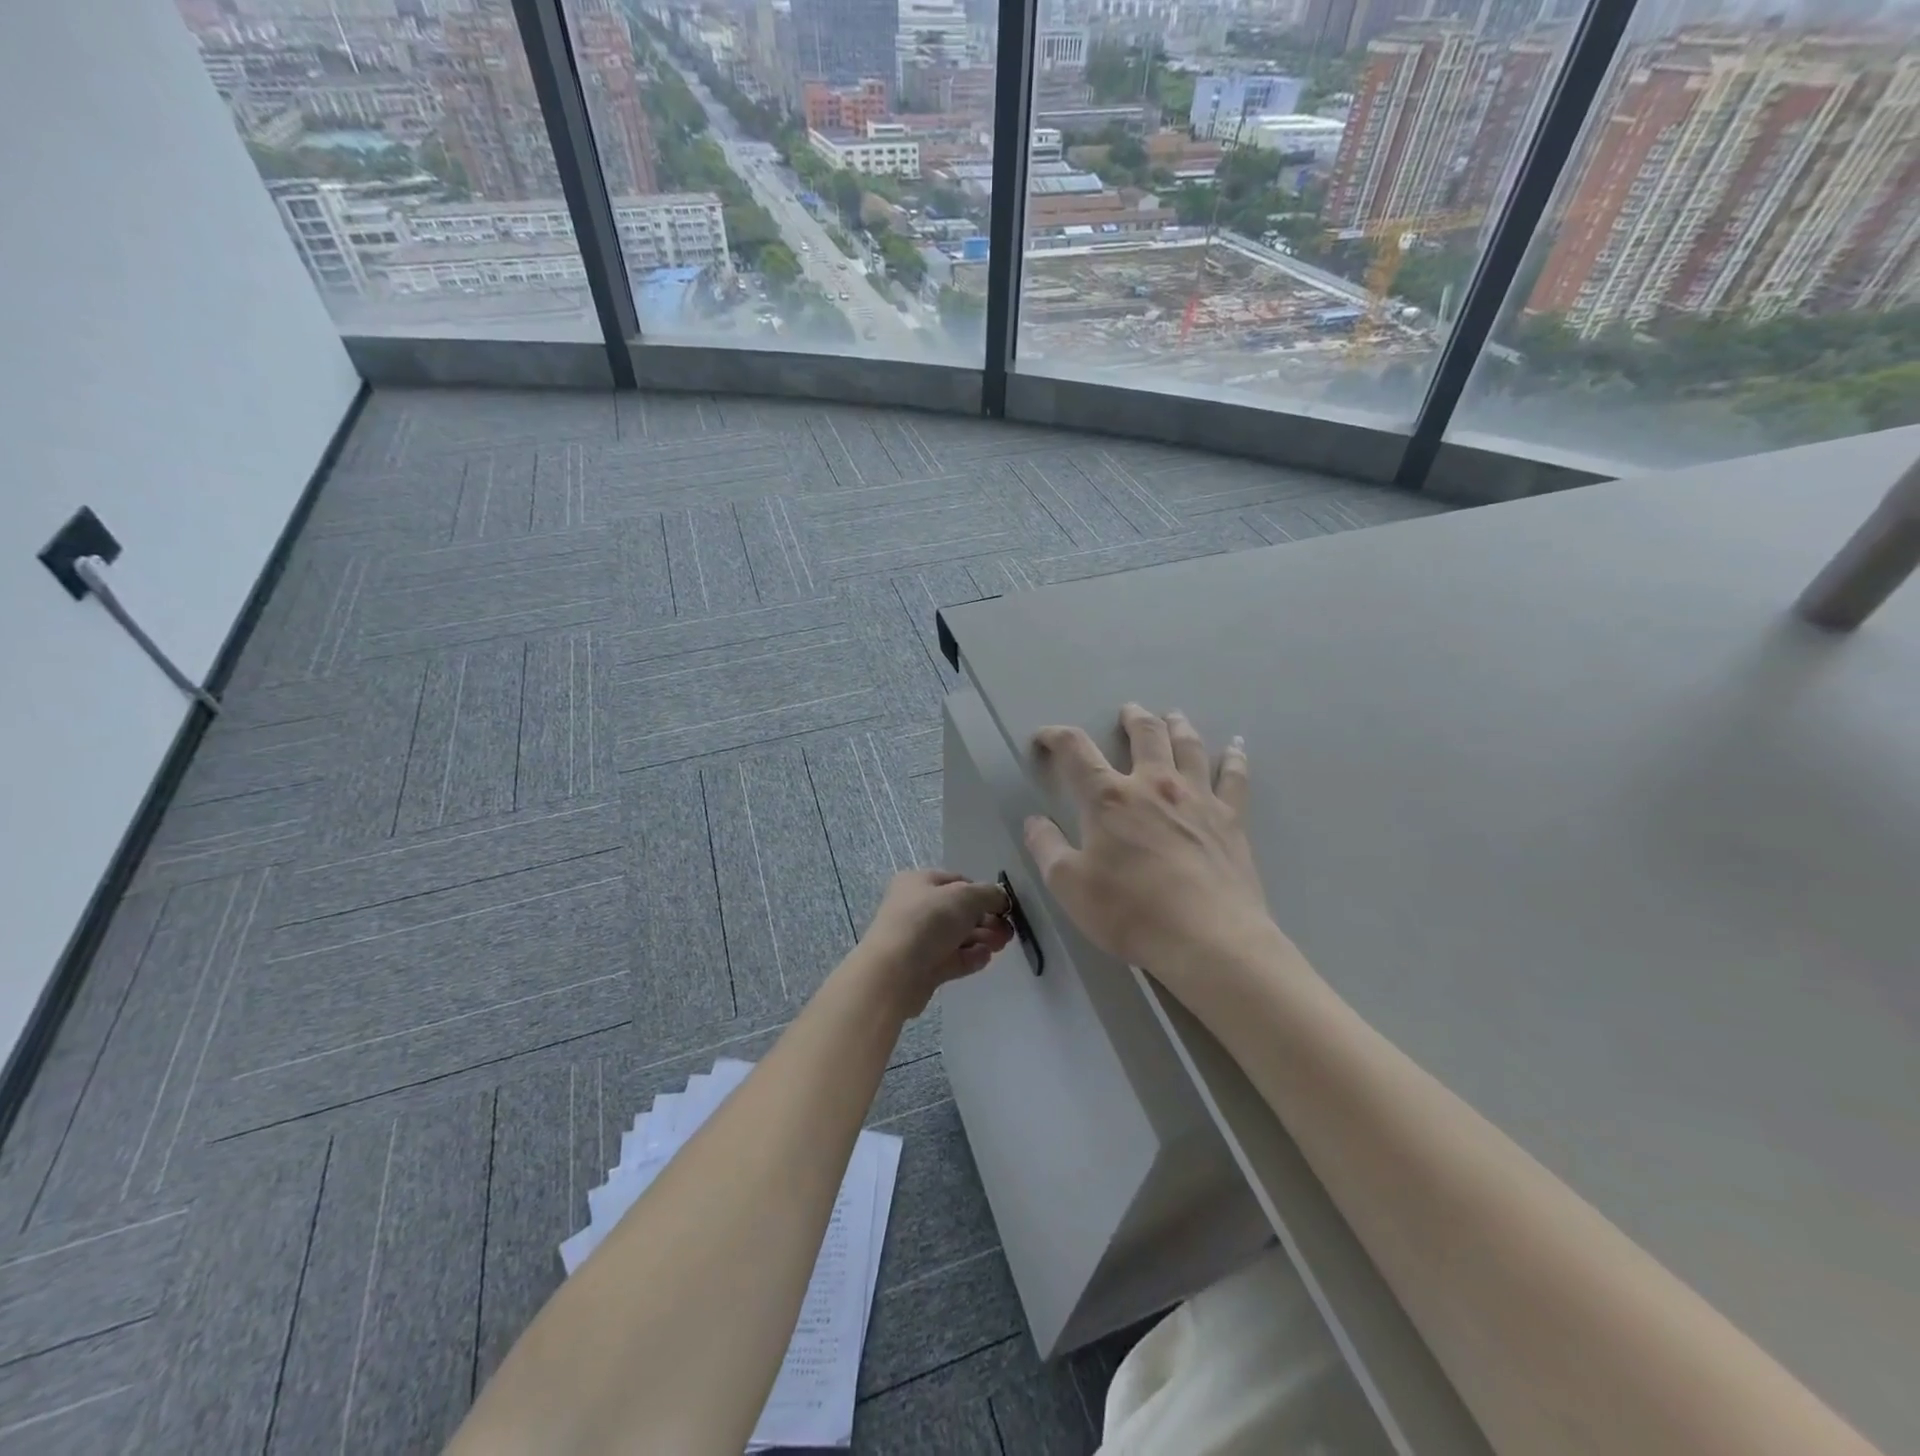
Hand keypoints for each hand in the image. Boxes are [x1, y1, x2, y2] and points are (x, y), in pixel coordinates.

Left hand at [857, 870, 1014, 1014]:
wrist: (895, 971)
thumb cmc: (928, 921)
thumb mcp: (965, 897)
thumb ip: (989, 894)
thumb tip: (1001, 898)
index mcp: (918, 882)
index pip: (957, 882)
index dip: (982, 891)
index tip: (1003, 905)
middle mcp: (916, 908)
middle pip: (959, 911)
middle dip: (986, 919)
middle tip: (1008, 930)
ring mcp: (919, 939)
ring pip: (957, 936)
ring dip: (982, 939)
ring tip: (1001, 945)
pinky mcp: (924, 968)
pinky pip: (953, 959)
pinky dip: (970, 957)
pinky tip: (985, 958)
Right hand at [1025, 705, 1274, 982]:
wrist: (1208, 939)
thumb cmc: (1130, 912)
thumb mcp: (1069, 886)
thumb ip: (1047, 848)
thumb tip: (1034, 822)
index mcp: (1109, 799)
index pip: (1076, 751)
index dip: (1055, 737)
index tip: (1044, 738)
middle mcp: (1154, 785)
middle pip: (1145, 735)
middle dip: (1133, 719)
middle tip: (1128, 711)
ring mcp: (1198, 798)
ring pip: (1188, 747)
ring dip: (1178, 726)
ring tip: (1173, 715)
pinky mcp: (1231, 819)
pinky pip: (1234, 777)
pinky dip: (1234, 758)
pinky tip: (1235, 747)